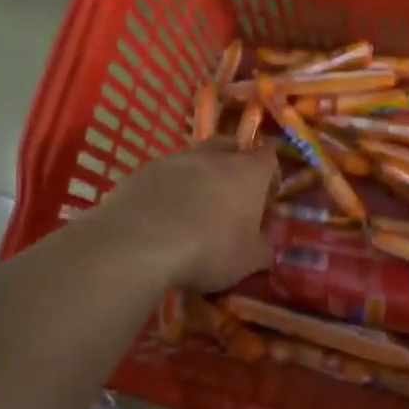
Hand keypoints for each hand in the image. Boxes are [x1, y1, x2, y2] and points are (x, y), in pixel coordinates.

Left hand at [92, 139, 275, 291]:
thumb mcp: (249, 261)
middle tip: (230, 200)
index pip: (269, 157)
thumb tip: (267, 244)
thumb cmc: (209, 250)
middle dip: (233, 168)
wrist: (139, 244)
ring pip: (194, 160)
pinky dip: (168, 189)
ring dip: (198, 178)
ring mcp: (174, 159)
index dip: (270, 177)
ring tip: (192, 211)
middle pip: (230, 148)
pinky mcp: (142, 170)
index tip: (265, 203)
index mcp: (248, 171)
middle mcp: (213, 155)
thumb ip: (264, 248)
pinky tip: (162, 217)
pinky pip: (164, 174)